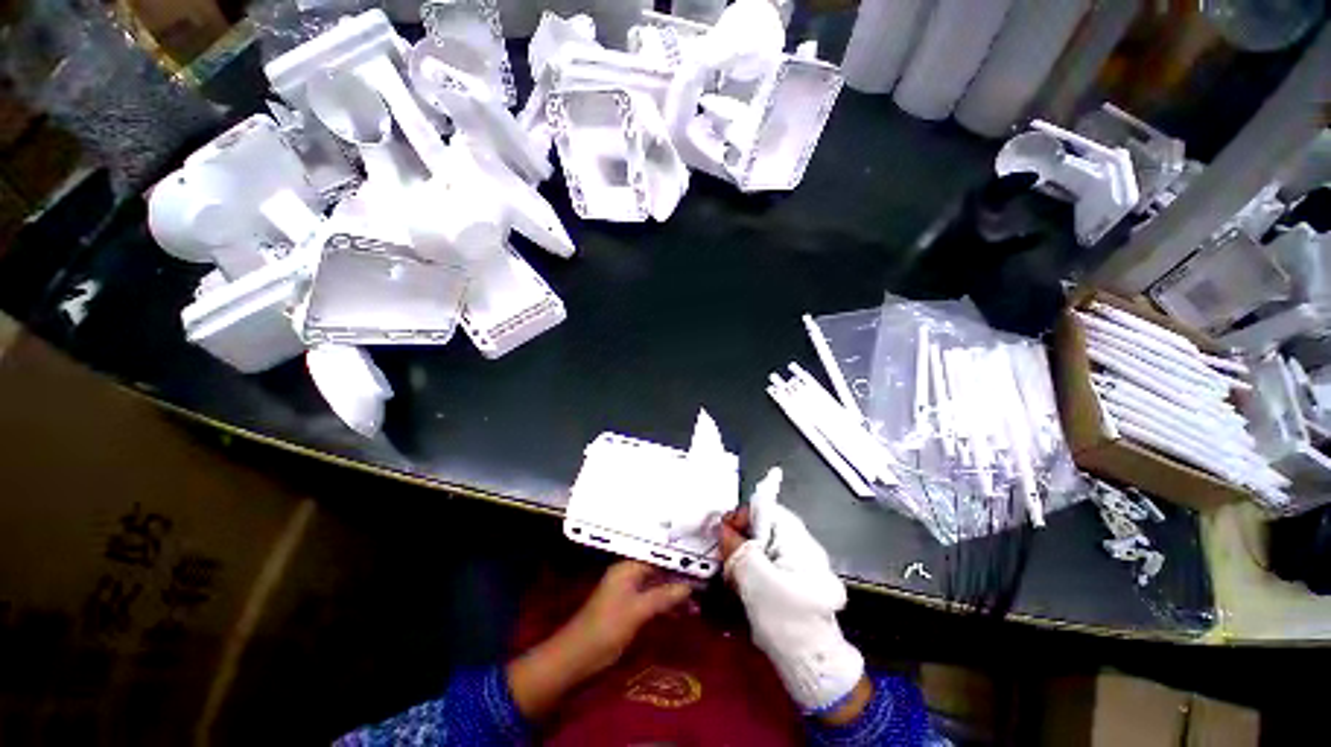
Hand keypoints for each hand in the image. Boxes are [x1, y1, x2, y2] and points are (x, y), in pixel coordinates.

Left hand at [559, 560, 692, 675]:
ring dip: (675, 594)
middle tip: (703, 587)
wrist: (577, 657)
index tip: (700, 564)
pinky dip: (666, 606)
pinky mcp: (629, 608)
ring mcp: (629, 592)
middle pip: (659, 570)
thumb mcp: (638, 611)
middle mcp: (629, 574)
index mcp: (628, 567)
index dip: (679, 561)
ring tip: (697, 604)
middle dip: (679, 579)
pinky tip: (682, 614)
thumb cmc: (607, 627)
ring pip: (657, 586)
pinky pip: (653, 600)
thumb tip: (690, 585)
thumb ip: (665, 596)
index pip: (658, 556)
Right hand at [719, 468, 866, 716]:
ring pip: (762, 548)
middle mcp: (801, 545)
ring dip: (744, 559)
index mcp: (795, 537)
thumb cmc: (784, 617)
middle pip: (761, 528)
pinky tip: (745, 591)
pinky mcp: (796, 583)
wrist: (812, 666)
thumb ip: (737, 547)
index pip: (763, 507)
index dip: (740, 517)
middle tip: (725, 562)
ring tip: (733, 581)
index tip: (723, 537)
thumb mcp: (754, 578)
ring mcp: (800, 565)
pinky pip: (768, 565)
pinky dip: (753, 573)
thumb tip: (722, 526)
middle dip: (739, 541)